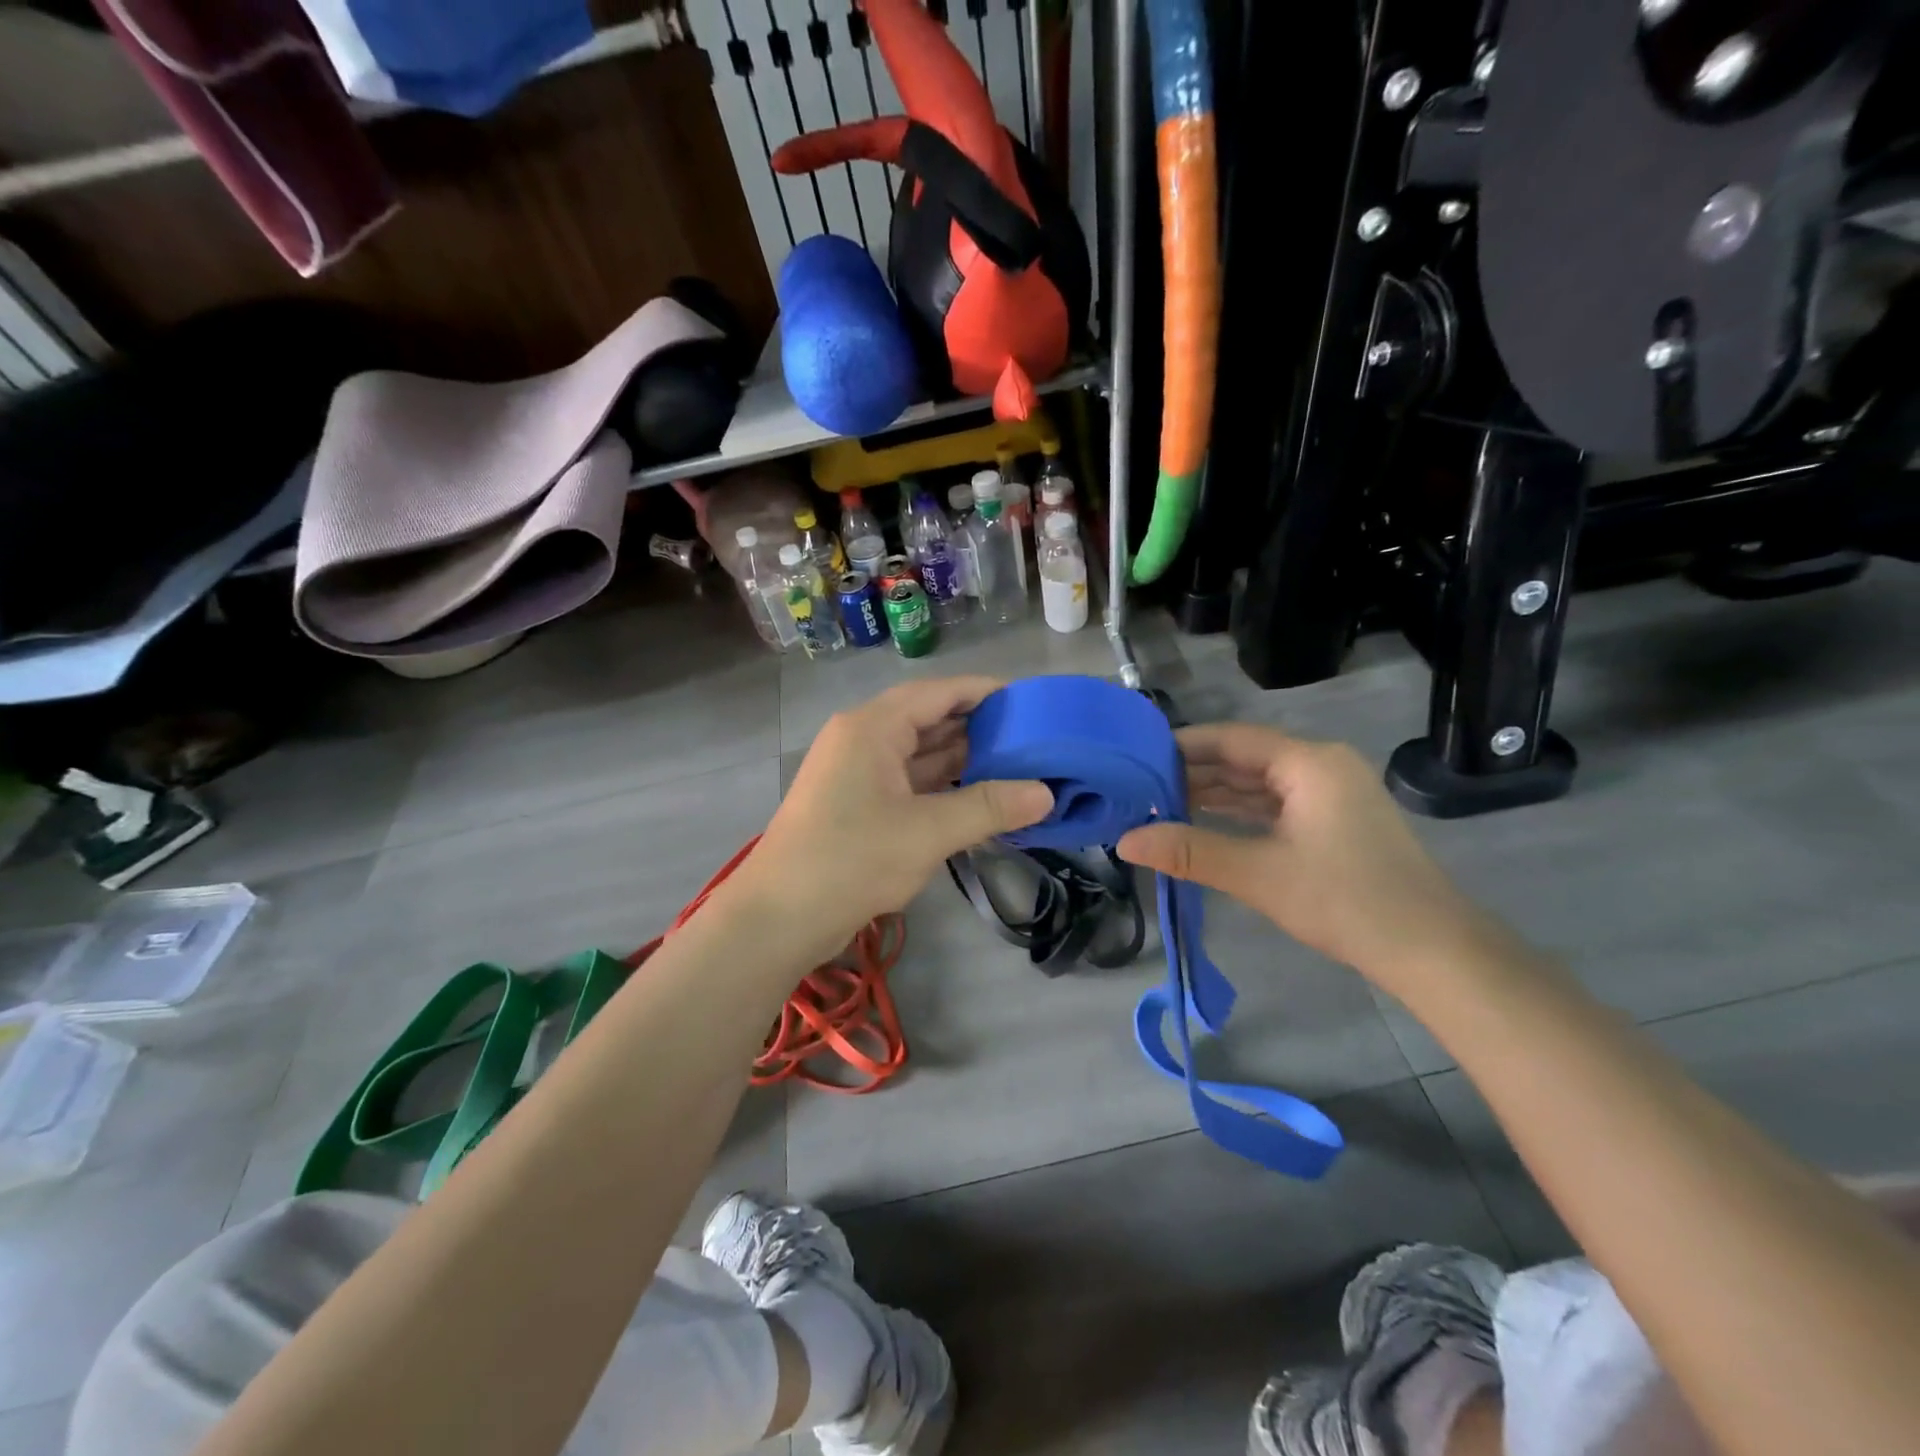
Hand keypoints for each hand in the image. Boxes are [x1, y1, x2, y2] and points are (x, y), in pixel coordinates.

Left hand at [738, 677, 1053, 950]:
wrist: (779, 918)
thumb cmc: (852, 860)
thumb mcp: (928, 832)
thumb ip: (989, 807)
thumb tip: (1046, 794)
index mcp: (873, 727)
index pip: (939, 692)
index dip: (985, 692)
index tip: (1030, 702)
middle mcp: (863, 739)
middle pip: (929, 720)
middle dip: (979, 729)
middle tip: (1034, 740)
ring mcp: (857, 773)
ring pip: (920, 754)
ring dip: (963, 761)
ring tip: (1018, 767)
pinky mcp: (857, 804)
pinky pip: (909, 783)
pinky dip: (942, 788)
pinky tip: (979, 798)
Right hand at [1115, 723, 1488, 987]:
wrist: (1432, 951)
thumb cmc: (1346, 901)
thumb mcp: (1258, 874)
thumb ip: (1189, 851)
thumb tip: (1125, 840)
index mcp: (1309, 762)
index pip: (1231, 739)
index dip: (1182, 745)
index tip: (1136, 756)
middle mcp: (1321, 766)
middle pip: (1244, 759)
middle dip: (1193, 773)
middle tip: (1139, 786)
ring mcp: (1331, 795)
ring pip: (1259, 784)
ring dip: (1214, 795)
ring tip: (1160, 804)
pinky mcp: (1334, 822)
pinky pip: (1275, 806)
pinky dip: (1239, 814)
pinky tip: (1203, 823)